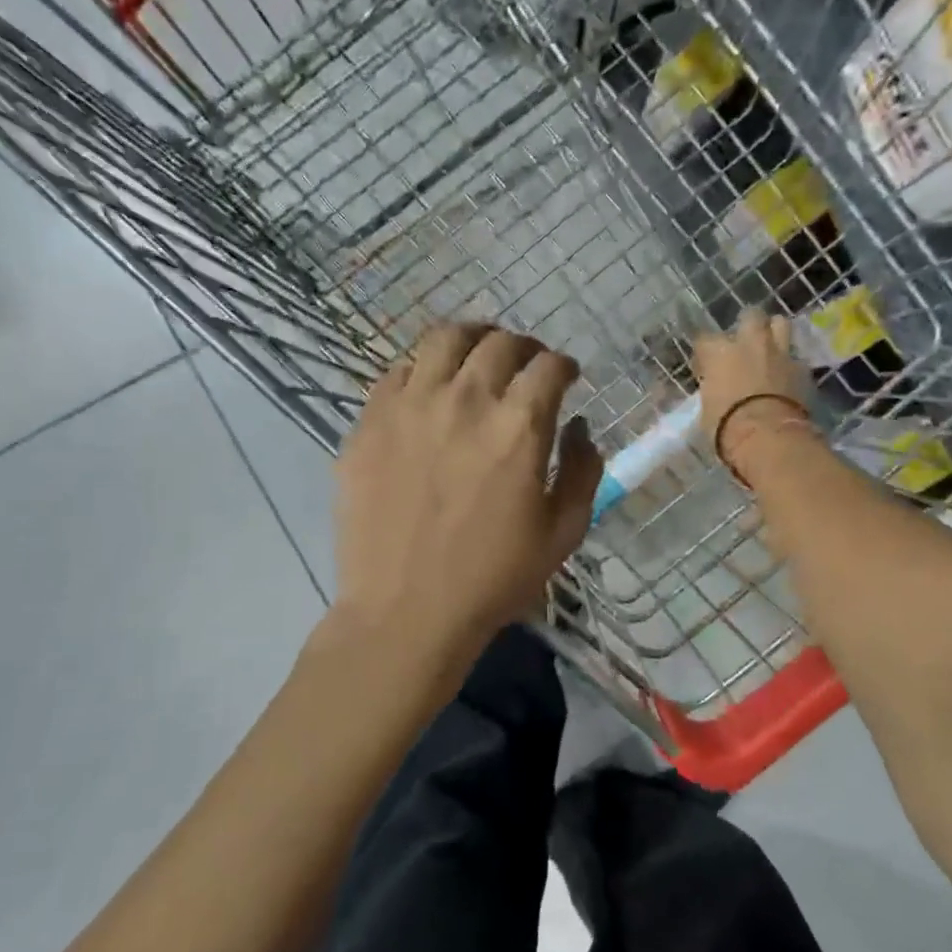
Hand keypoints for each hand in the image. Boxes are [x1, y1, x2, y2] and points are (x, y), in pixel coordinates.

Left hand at [333, 322, 602, 661]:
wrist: (405, 612)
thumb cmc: (493, 578)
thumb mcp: (563, 533)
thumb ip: (582, 470)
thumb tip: (579, 427)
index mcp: (518, 425)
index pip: (549, 365)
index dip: (564, 366)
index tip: (565, 378)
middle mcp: (465, 399)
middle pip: (500, 342)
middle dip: (523, 348)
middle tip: (525, 367)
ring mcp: (409, 406)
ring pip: (444, 338)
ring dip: (471, 340)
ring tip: (476, 357)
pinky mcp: (369, 422)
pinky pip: (397, 371)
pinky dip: (422, 370)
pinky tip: (428, 391)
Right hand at [693, 309, 812, 480]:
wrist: (768, 438)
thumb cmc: (726, 427)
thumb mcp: (707, 407)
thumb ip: (714, 389)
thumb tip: (718, 388)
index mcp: (719, 352)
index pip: (705, 339)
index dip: (706, 352)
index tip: (706, 366)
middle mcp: (749, 343)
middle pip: (750, 316)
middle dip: (748, 325)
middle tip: (745, 343)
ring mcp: (779, 353)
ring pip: (781, 323)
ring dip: (775, 333)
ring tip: (771, 349)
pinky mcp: (802, 369)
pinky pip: (796, 359)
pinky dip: (791, 366)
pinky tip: (788, 378)